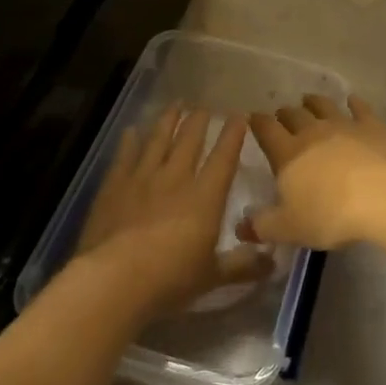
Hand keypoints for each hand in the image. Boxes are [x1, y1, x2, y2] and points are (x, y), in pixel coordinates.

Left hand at [76, 105, 272, 315]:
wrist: (114, 279)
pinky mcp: (114, 186)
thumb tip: (272, 261)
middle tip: (205, 106)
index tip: (239, 116)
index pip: (223, 158)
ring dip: (169, 120)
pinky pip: (125, 155)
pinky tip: (132, 131)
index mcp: (205, 197)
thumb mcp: (212, 277)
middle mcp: (176, 179)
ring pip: (158, 140)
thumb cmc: (169, 280)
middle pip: (190, 140)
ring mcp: (142, 178)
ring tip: (176, 104)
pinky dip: (130, 141)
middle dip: (200, 121)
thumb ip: (241, 266)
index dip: (233, 136)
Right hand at [242, 95, 385, 249]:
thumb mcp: (289, 228)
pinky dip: (355, 103)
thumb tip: (242, 225)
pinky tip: (353, 100)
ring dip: (314, 102)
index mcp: (287, 153)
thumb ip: (263, 226)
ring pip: (324, 106)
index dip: (258, 123)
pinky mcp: (372, 126)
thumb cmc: (330, 214)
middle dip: (285, 113)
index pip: (266, 130)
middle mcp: (312, 132)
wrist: (382, 196)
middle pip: (294, 115)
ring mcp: (344, 125)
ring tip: (309, 100)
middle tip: (282, 114)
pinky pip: (360, 109)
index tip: (253, 118)